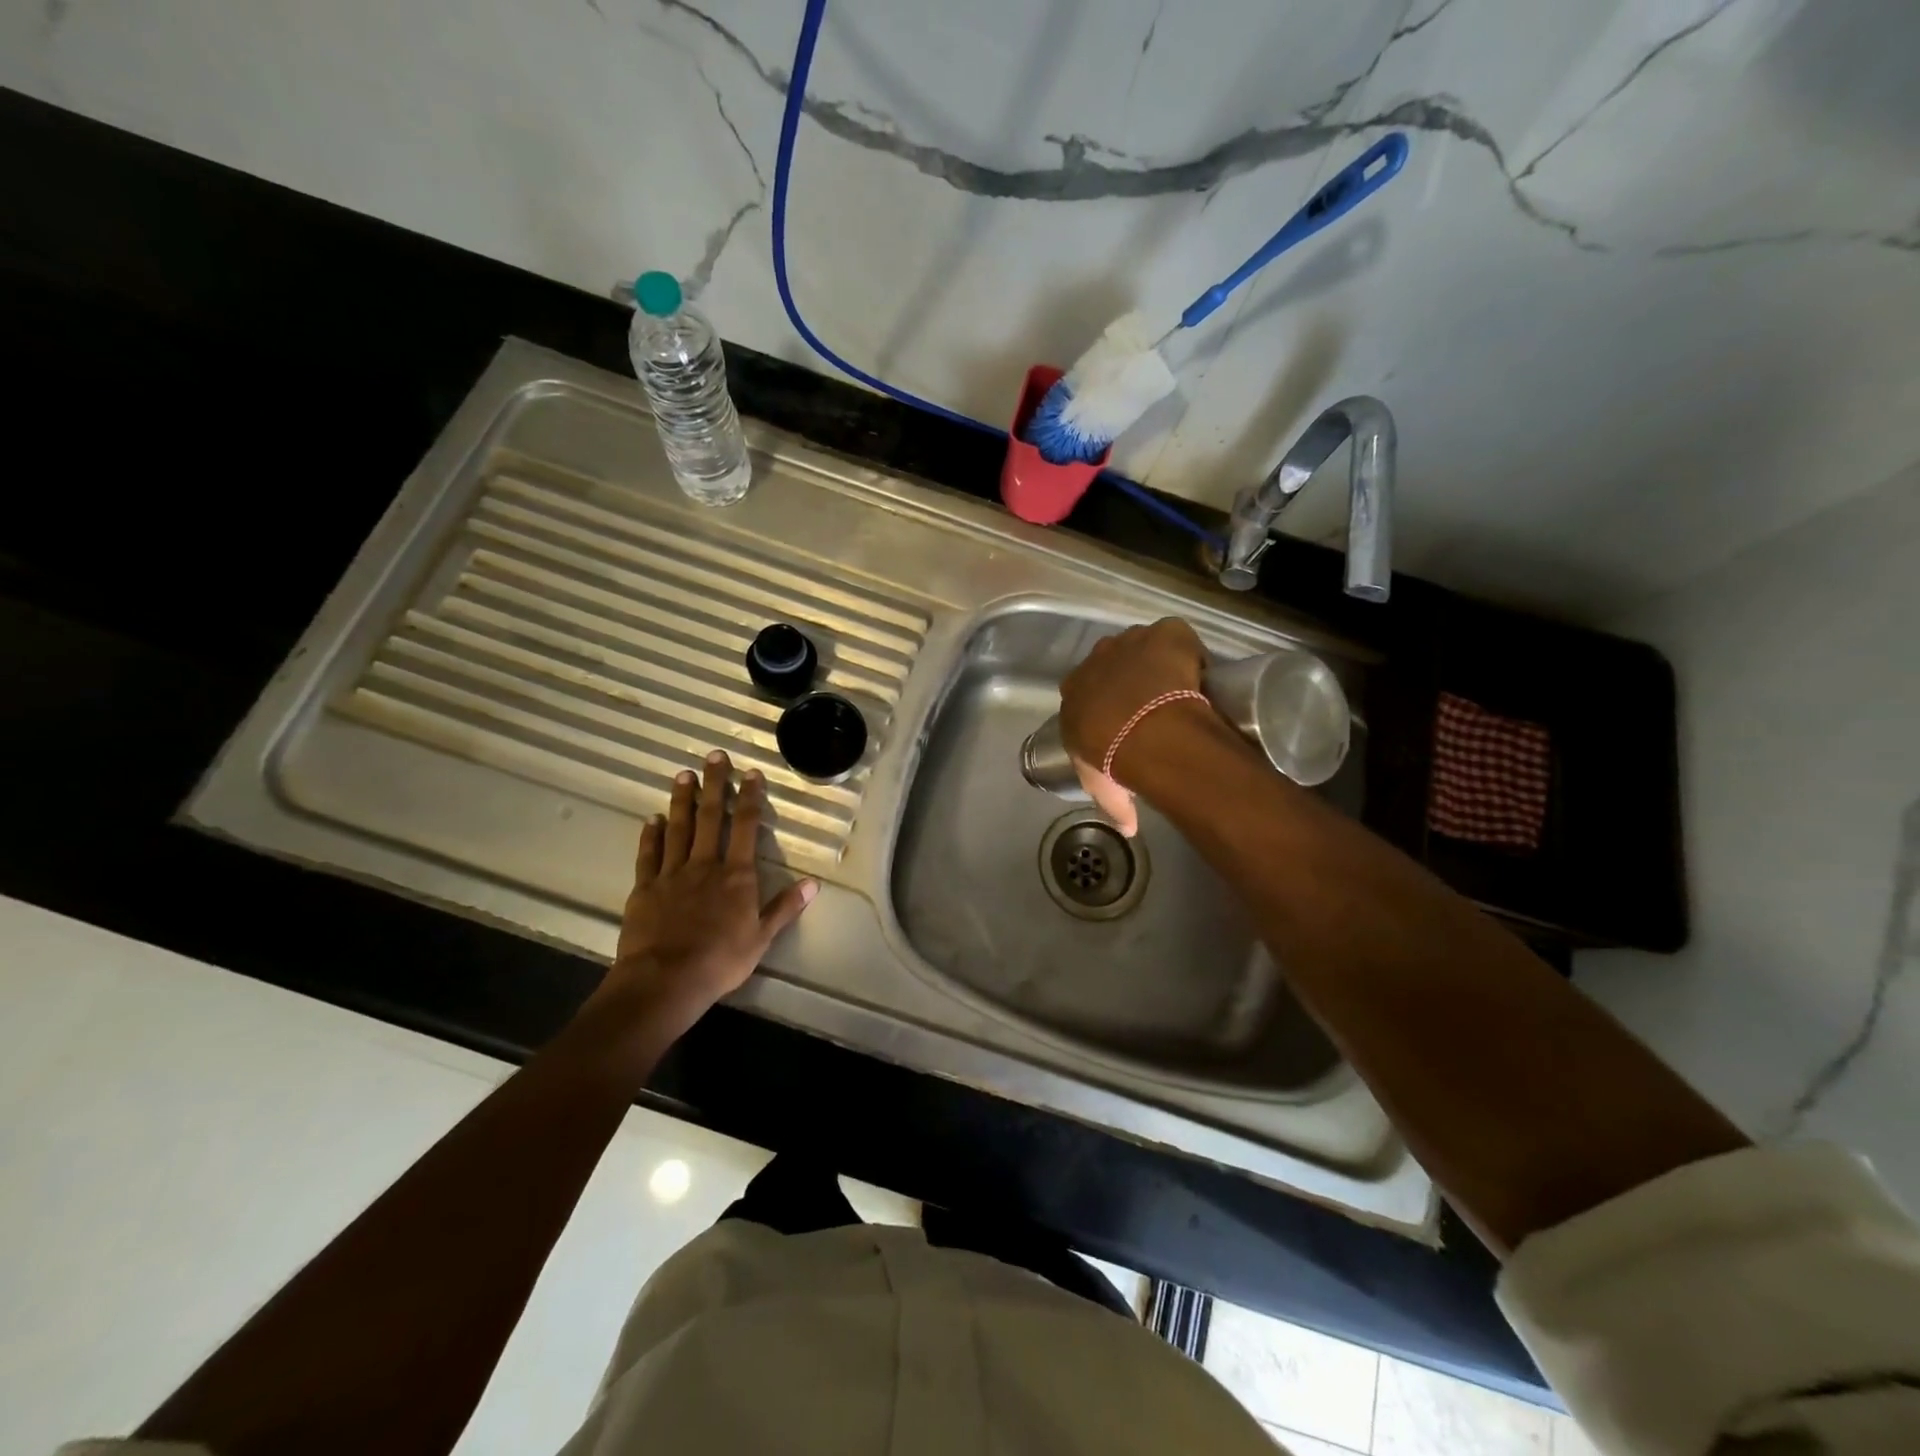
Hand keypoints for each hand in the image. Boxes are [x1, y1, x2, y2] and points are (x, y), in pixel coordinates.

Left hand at [601, 750, 816, 1028]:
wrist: (665, 980)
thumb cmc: (720, 961)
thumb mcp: (761, 938)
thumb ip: (784, 907)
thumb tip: (813, 883)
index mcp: (736, 875)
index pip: (744, 827)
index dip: (749, 798)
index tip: (751, 773)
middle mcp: (704, 865)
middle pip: (709, 817)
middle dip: (714, 785)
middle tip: (714, 756)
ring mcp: (672, 874)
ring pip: (678, 829)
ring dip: (681, 801)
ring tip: (683, 775)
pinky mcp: (645, 888)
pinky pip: (649, 855)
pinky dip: (651, 835)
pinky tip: (652, 818)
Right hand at [1058, 618, 1212, 835]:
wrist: (1145, 732)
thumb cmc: (1113, 756)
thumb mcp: (1100, 782)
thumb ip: (1113, 802)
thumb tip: (1128, 829)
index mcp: (1075, 689)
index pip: (1086, 688)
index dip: (1105, 701)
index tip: (1123, 717)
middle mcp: (1098, 657)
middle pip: (1114, 661)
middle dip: (1130, 677)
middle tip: (1153, 703)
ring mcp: (1133, 641)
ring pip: (1144, 645)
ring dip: (1157, 661)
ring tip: (1180, 687)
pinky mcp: (1166, 633)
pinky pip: (1176, 636)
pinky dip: (1186, 649)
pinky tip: (1197, 672)